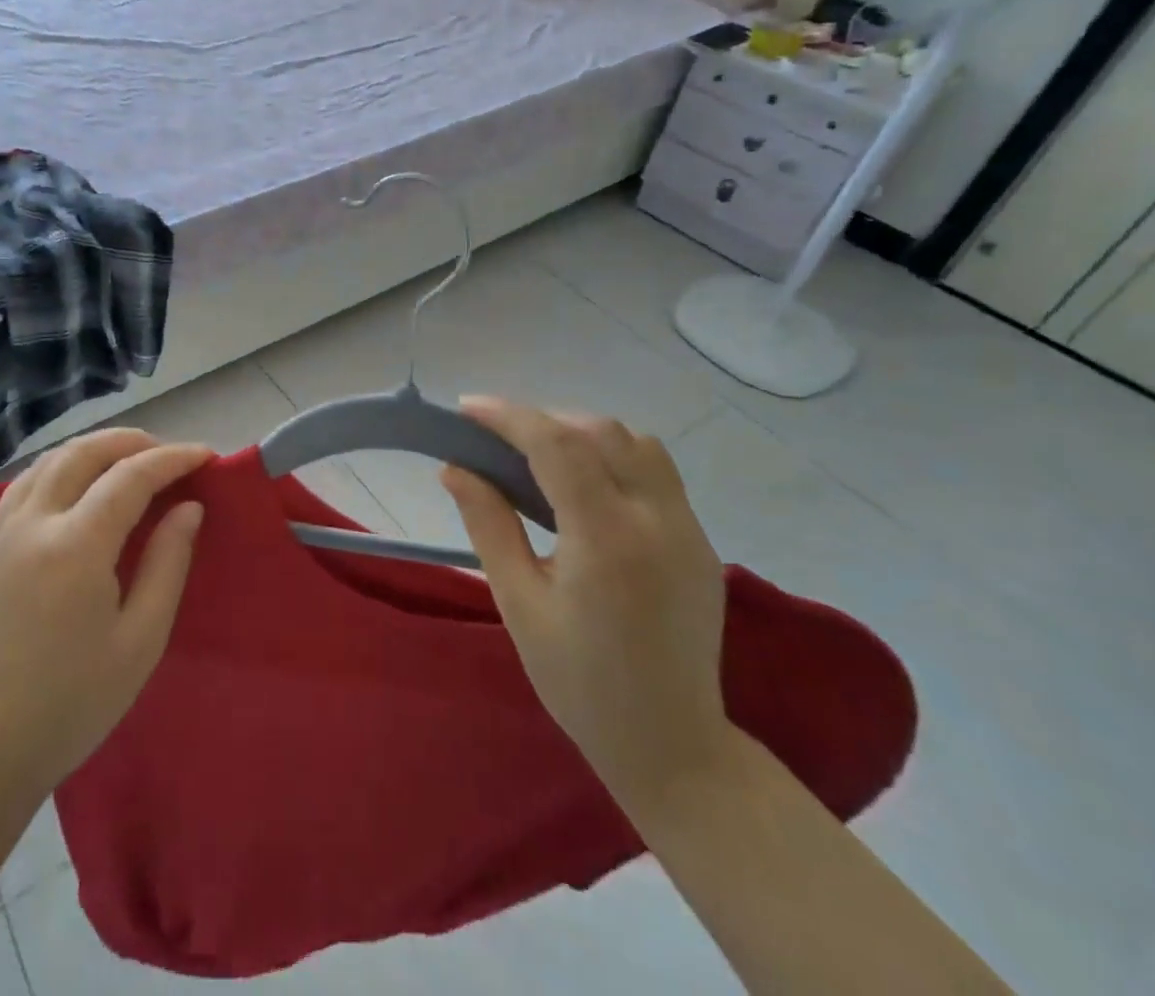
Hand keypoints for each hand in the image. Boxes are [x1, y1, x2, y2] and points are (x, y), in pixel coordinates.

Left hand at [0, 429, 211, 800]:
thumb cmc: (76, 702)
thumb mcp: (141, 639)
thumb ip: (168, 563)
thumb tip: (189, 507)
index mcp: (75, 547)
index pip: (130, 476)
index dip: (172, 459)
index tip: (206, 455)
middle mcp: (35, 523)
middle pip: (85, 452)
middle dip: (133, 442)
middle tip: (172, 455)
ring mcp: (5, 530)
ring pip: (52, 459)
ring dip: (96, 448)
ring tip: (133, 461)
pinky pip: (27, 481)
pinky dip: (61, 466)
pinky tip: (80, 482)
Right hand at [441, 398, 730, 809]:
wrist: (672, 745)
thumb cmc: (579, 681)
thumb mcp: (518, 602)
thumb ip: (487, 524)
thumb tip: (454, 467)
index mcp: (608, 539)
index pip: (557, 445)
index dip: (509, 416)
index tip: (467, 408)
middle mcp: (657, 520)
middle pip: (600, 431)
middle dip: (543, 420)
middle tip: (496, 440)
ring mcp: (688, 529)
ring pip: (636, 443)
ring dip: (583, 433)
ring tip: (540, 456)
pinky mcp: (700, 541)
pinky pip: (656, 472)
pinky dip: (613, 456)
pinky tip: (583, 486)